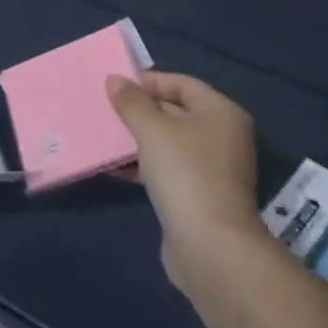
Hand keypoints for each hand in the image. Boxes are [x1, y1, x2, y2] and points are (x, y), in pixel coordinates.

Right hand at [107, 72, 266, 289]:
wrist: (211, 247)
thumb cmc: (185, 173)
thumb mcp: (153, 130)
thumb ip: (132, 102)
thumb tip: (114, 79)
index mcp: (221, 112)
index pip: (182, 84)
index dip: (149, 81)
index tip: (116, 85)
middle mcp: (222, 136)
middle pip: (176, 112)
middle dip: (141, 111)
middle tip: (106, 109)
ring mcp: (213, 168)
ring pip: (169, 143)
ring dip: (138, 139)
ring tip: (104, 137)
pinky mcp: (199, 195)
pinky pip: (168, 169)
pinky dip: (144, 165)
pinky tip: (115, 169)